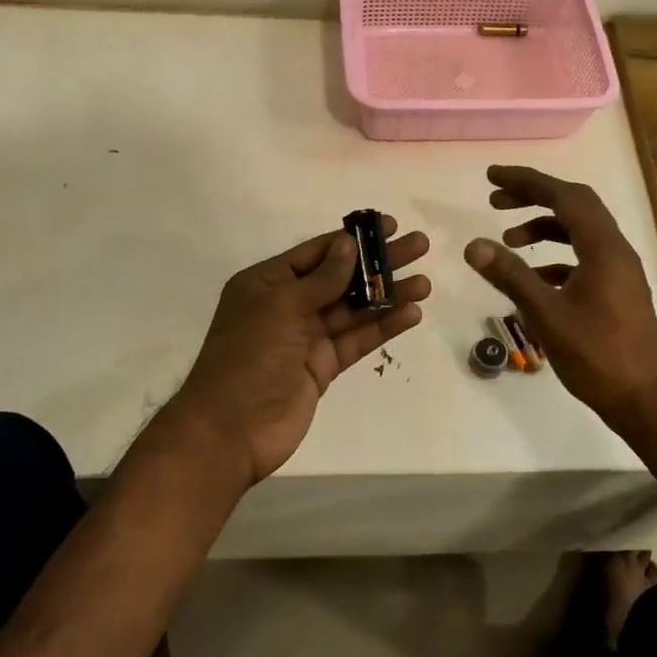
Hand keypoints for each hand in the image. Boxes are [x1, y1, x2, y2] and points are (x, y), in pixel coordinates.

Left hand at [172, 217, 429, 483]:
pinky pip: (357, 339)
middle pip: (341, 277)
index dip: (353, 239)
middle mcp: (287, 305)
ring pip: (354, 309)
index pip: (317, 253)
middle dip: (378, 263)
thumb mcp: (282, 306)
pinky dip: (383, 326)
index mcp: (267, 283)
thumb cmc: (249, 356)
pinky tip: (411, 314)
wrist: (231, 430)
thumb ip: (322, 278)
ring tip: (424, 283)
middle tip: (418, 247)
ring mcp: (307, 337)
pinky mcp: (323, 366)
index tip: (388, 226)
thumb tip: (348, 244)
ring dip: (388, 295)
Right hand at [463, 165, 656, 428]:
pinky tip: (532, 279)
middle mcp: (616, 251)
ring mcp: (619, 272)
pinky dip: (555, 258)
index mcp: (604, 248)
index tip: (492, 177)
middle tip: (495, 200)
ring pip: (579, 234)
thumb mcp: (547, 315)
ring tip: (508, 240)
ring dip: (544, 229)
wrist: (646, 401)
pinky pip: (583, 259)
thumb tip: (473, 245)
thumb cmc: (598, 356)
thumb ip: (511, 276)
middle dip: (534, 198)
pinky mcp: (617, 293)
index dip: (527, 181)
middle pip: (574, 207)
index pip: (565, 197)